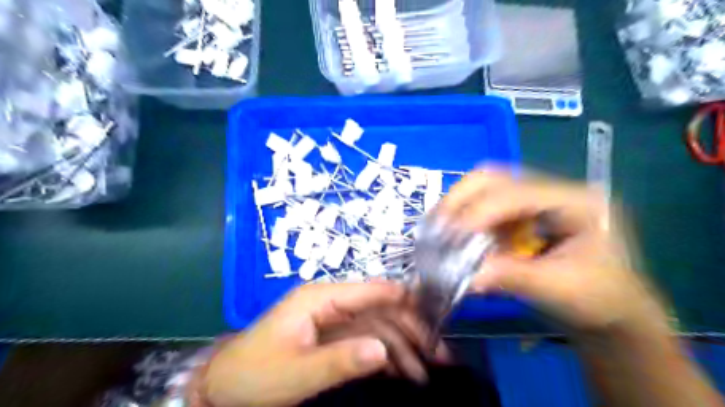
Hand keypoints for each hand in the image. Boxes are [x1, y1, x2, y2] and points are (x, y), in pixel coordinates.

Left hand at [196, 282, 434, 406]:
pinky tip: (403, 372)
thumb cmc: (256, 374)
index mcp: (321, 298)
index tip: (435, 314)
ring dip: (402, 347)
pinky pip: (365, 341)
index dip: (403, 299)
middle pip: (379, 310)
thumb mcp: (298, 372)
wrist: (224, 386)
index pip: (370, 291)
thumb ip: (341, 360)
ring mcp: (333, 320)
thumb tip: (383, 351)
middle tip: (439, 353)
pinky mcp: (332, 337)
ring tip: (426, 370)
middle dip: (409, 329)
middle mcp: (331, 303)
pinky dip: (385, 356)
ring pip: (376, 327)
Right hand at [435, 169, 666, 333]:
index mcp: (577, 202)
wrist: (612, 309)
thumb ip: (514, 278)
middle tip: (437, 224)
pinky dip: (464, 216)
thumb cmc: (600, 300)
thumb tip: (467, 277)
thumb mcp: (561, 291)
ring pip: (486, 185)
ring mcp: (536, 198)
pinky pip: (484, 204)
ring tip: (438, 227)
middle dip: (461, 197)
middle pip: (497, 177)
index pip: (519, 194)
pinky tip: (453, 233)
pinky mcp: (521, 212)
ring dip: (458, 204)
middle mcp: (554, 190)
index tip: (450, 236)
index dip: (481, 212)